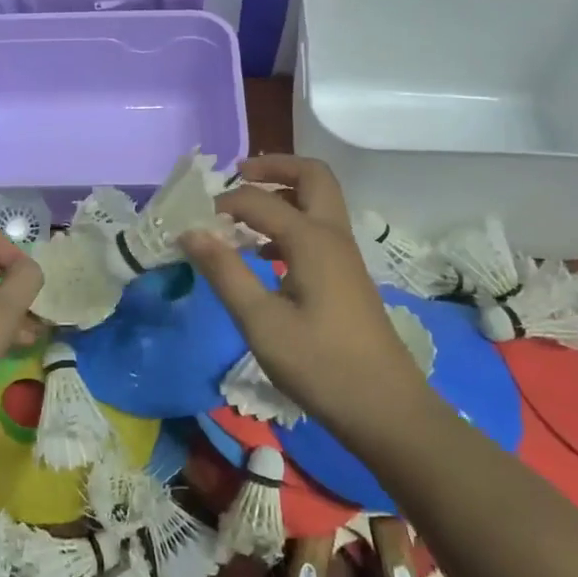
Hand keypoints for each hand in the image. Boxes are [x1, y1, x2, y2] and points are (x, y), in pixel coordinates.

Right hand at [179, 155, 428, 437]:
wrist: (386, 409)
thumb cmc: (320, 365)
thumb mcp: (261, 322)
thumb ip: (225, 272)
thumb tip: (191, 231)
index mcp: (312, 240)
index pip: (260, 201)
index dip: (224, 203)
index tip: (194, 220)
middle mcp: (333, 235)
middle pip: (311, 176)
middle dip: (274, 167)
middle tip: (238, 175)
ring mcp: (344, 255)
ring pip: (318, 201)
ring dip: (284, 193)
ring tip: (244, 212)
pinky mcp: (347, 276)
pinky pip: (318, 229)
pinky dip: (291, 223)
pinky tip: (264, 254)